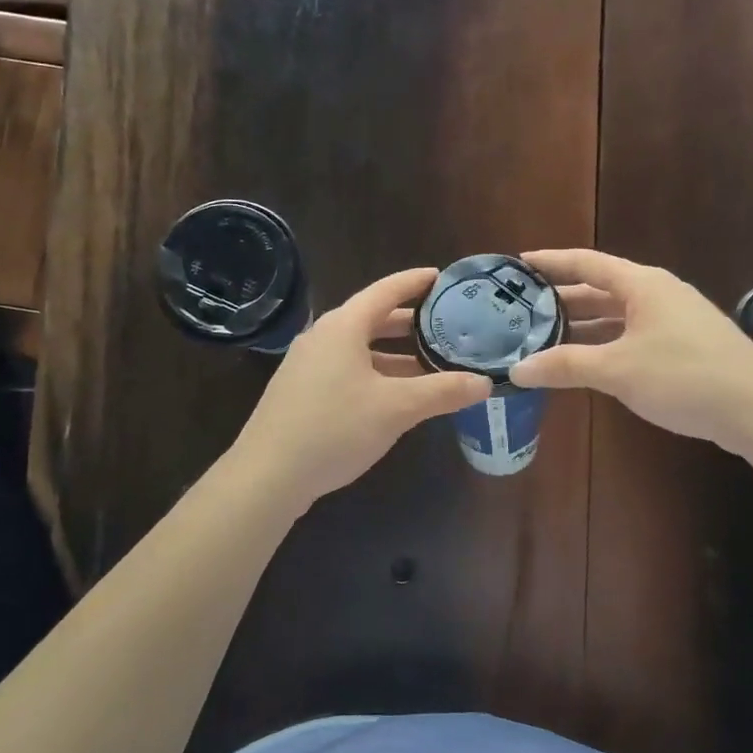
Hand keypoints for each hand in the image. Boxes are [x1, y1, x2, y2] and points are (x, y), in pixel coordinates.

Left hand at [231, 268, 491, 506]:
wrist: (268, 475)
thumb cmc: (335, 428)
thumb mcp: (397, 408)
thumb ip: (442, 392)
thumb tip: (484, 383)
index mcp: (344, 327)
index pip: (386, 291)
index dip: (415, 282)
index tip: (442, 277)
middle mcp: (323, 337)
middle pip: (373, 320)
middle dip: (411, 323)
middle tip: (446, 325)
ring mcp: (308, 366)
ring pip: (361, 349)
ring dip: (395, 355)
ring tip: (430, 365)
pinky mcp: (302, 392)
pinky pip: (347, 370)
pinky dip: (376, 374)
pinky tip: (396, 396)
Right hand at [509, 249, 752, 454]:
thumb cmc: (684, 376)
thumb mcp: (618, 370)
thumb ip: (566, 366)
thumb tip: (517, 370)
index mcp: (642, 285)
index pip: (587, 263)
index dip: (552, 262)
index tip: (518, 264)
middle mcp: (658, 294)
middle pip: (600, 289)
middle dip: (563, 299)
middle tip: (523, 310)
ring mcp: (674, 320)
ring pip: (617, 316)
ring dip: (584, 326)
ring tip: (545, 337)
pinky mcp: (684, 346)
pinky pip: (633, 336)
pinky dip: (606, 344)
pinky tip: (588, 363)